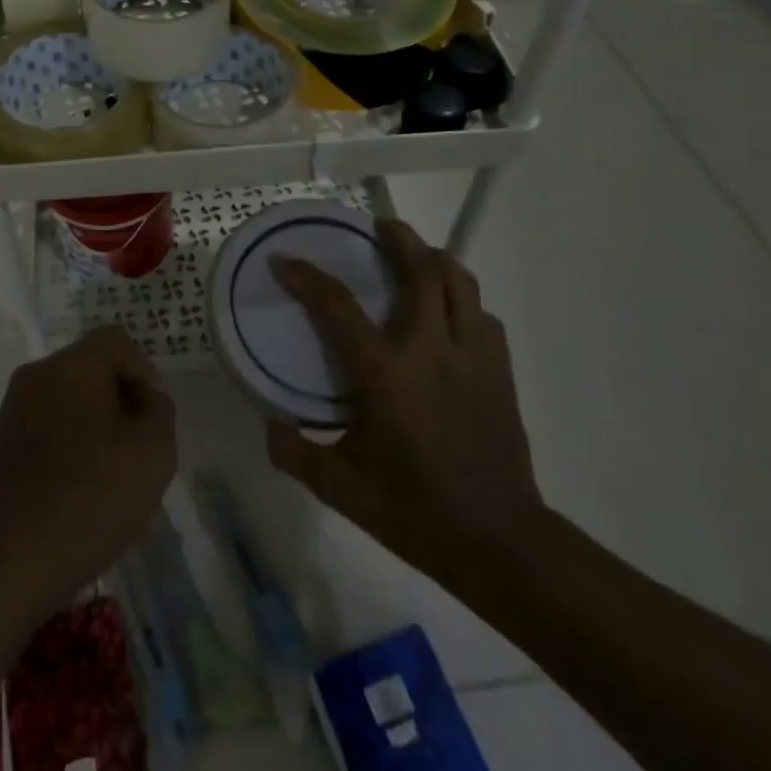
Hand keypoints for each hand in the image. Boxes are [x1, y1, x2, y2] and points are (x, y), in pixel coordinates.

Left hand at [0, 329, 176, 629]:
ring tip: (113, 485)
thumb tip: (147, 396)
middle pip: (92, 372)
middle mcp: (36, 377)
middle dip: (122, 406)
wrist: (2, 566)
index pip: (118, 342)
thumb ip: (160, 411)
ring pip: (70, 405)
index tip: (155, 421)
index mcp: (71, 365)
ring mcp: (11, 413)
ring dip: (97, 433)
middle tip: (140, 454)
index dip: (146, 374)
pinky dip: (70, 454)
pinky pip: (47, 434)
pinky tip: (80, 501)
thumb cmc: (87, 500)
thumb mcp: (152, 454)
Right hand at [266, 219, 548, 594]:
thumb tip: (270, 425)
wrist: (500, 542)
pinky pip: (482, 315)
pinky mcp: (500, 370)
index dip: (307, 276)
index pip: (338, 307)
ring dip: (435, 259)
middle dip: (398, 238)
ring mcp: (472, 356)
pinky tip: (449, 314)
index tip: (285, 260)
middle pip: (421, 269)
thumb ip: (296, 455)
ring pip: (460, 282)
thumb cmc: (414, 512)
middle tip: (377, 228)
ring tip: (416, 255)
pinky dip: (463, 300)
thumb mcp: (341, 490)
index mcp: (386, 374)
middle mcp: (431, 350)